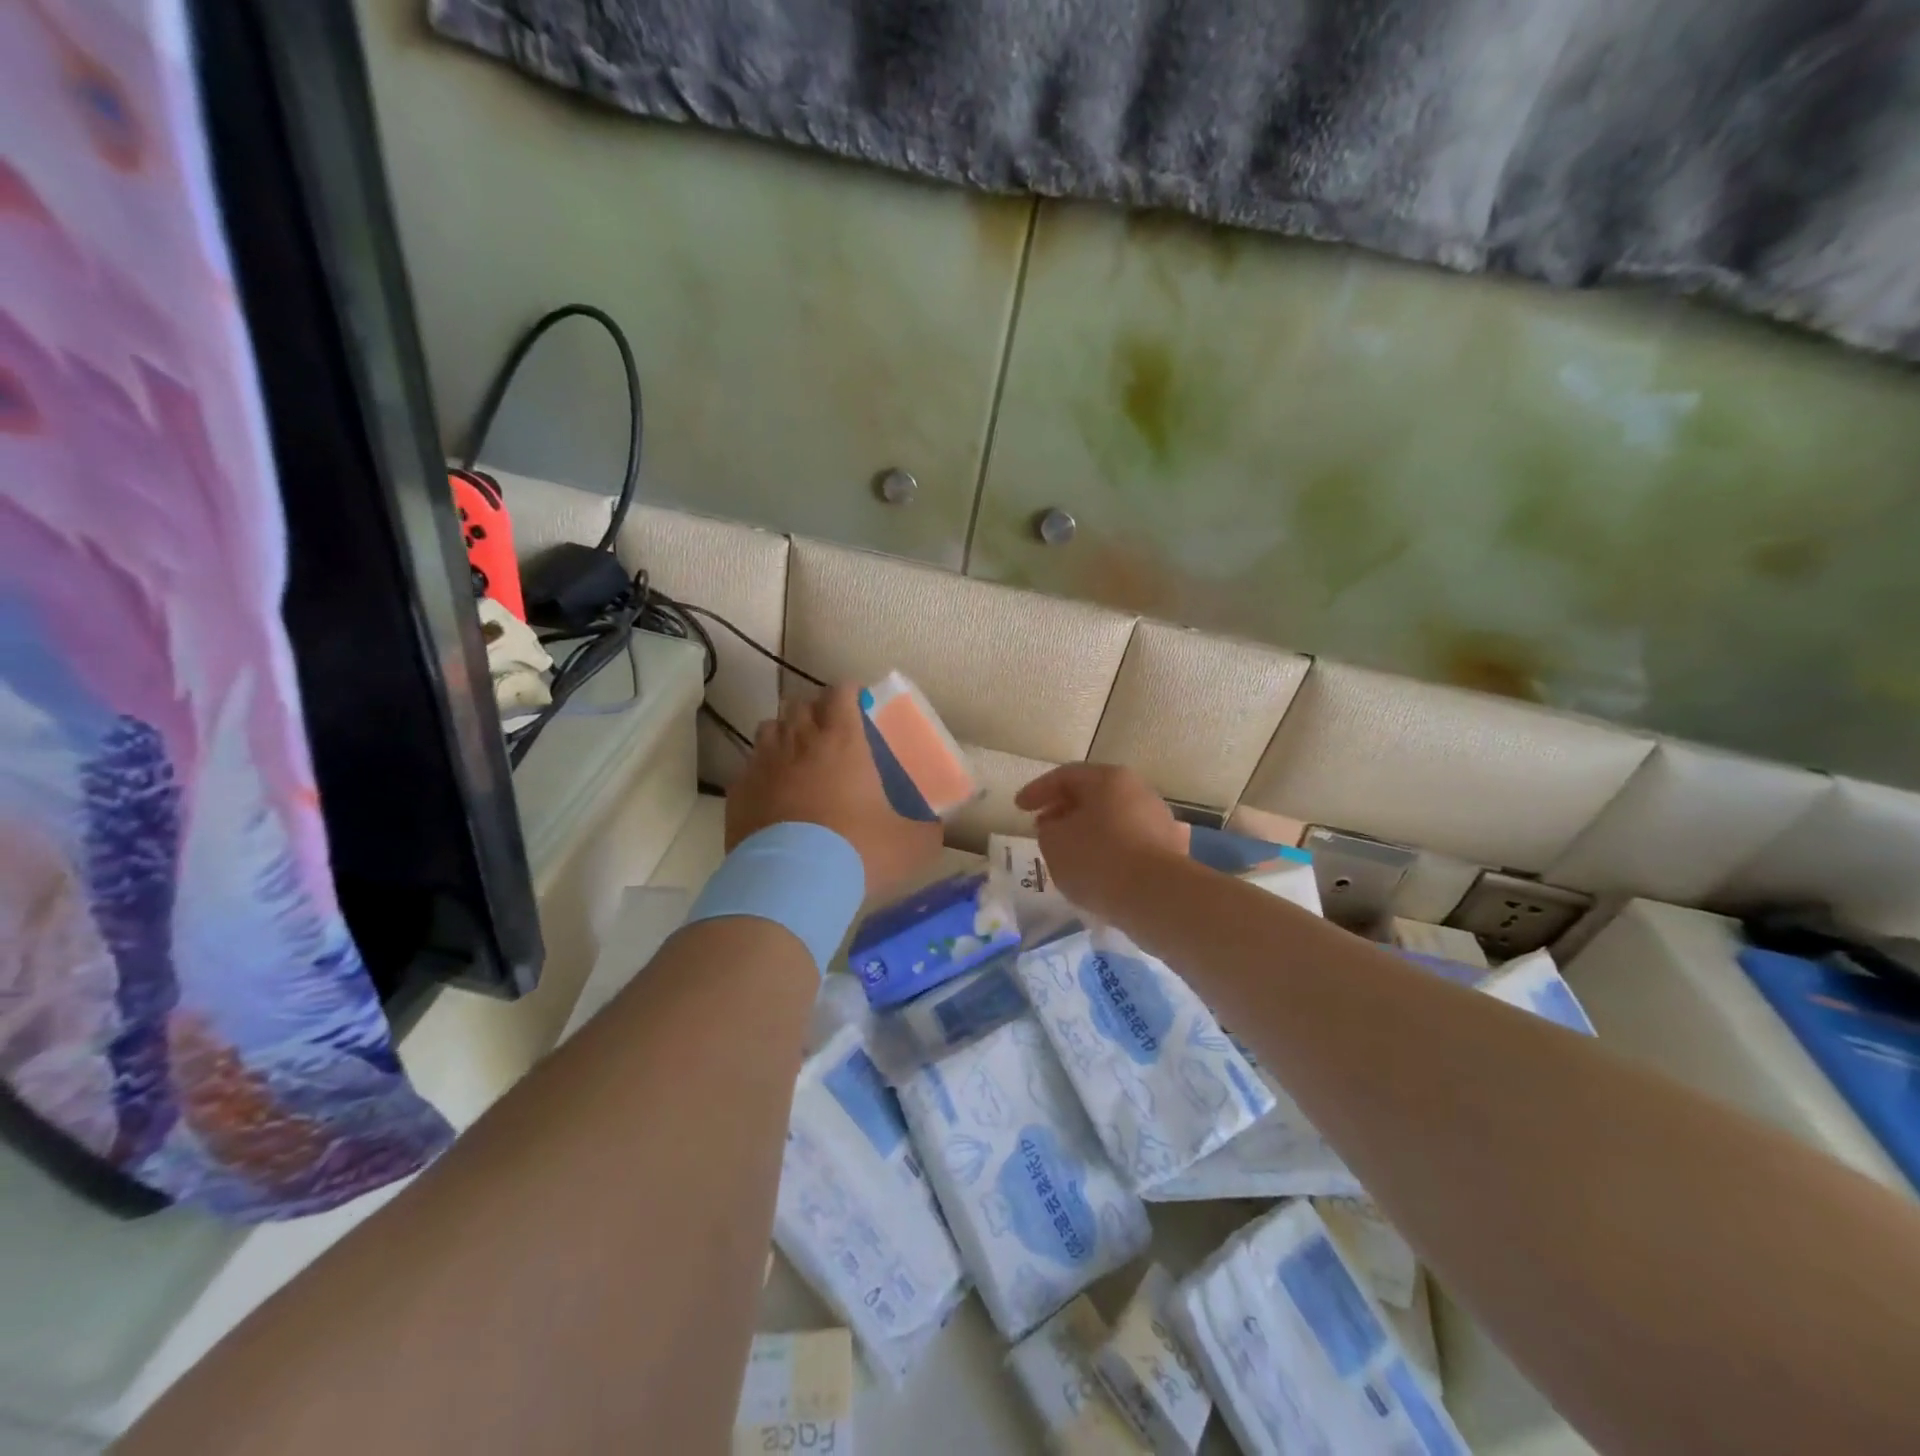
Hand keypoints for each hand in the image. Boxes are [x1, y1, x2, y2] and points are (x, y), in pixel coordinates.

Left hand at [728, 684, 941, 900]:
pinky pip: (750, 768)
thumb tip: (935, 828)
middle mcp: (799, 742)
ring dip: (785, 735)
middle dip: (815, 711)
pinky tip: (773, 794)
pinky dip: (762, 772)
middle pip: (800, 705)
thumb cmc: (857, 851)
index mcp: (843, 741)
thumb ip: (926, 830)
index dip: (850, 694)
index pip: (840, 692)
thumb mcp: (910, 845)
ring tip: (798, 757)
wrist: (790, 885)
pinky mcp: (738, 792)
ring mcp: (763, 764)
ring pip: (769, 729)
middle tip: (830, 733)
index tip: (859, 705)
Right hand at [1013, 763, 1186, 921]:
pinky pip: (1130, 843)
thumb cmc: (1098, 859)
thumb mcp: (1054, 842)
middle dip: (1064, 810)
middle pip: (1094, 795)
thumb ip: (1048, 829)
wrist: (1157, 897)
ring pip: (1114, 819)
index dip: (1038, 791)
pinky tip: (1099, 871)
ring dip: (1088, 831)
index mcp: (1108, 779)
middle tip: (1043, 827)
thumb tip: (1057, 827)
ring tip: (1069, 853)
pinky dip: (1111, 851)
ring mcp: (1159, 820)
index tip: (1019, 808)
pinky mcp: (1171, 850)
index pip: (1065, 776)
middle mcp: (1138, 791)